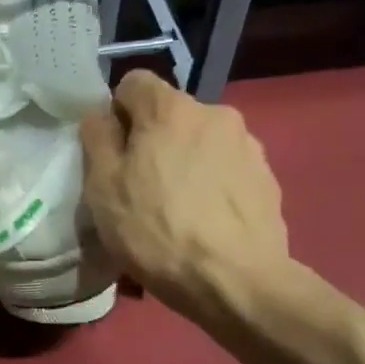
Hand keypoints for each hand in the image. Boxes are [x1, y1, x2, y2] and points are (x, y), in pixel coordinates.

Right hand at [80, 70, 292, 325]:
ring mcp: (248, 145)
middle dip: (151, 140)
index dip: (116, 113)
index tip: (111, 152)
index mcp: (171, 109)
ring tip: (176, 210)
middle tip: (139, 188)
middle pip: (170, 115)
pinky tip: (205, 222)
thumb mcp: (103, 187)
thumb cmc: (156, 231)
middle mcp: (216, 113)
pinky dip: (211, 185)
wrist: (236, 281)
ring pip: (200, 142)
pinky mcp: (267, 178)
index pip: (133, 82)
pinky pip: (226, 169)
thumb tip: (101, 115)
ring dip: (184, 162)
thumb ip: (97, 138)